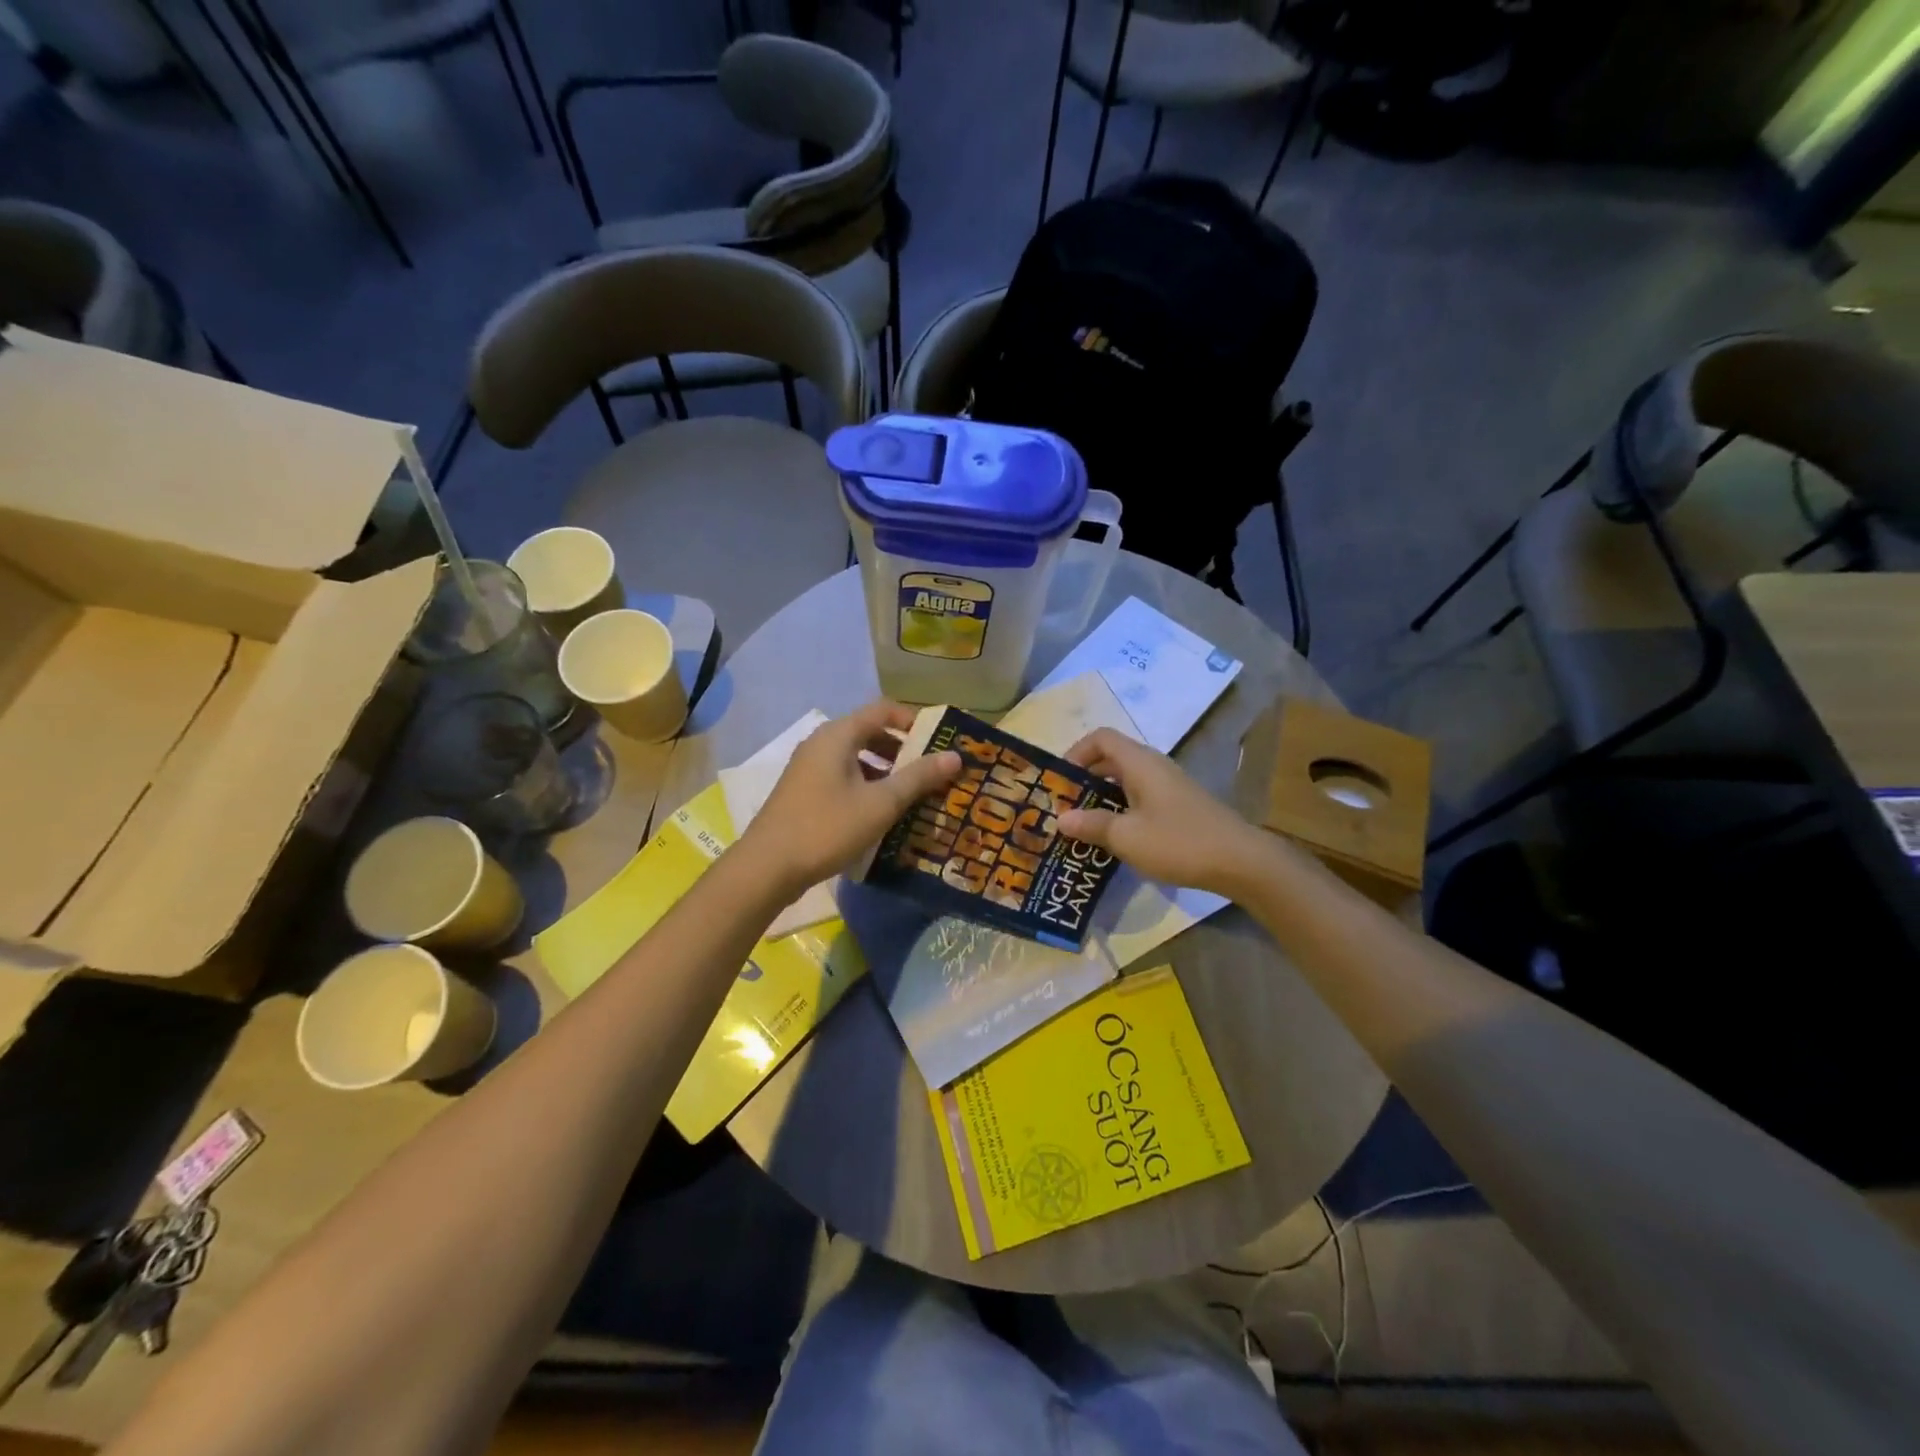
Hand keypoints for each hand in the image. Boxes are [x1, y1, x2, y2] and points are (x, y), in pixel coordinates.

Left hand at [735, 700, 962, 898]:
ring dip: (886, 771)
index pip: (883, 710)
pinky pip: (843, 777)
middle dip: (903, 749)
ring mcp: (808, 768)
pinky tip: (881, 813)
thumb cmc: (827, 828)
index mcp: (838, 735)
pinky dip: (866, 786)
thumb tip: (955, 756)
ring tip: (912, 794)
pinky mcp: (803, 792)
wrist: (767, 868)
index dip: (914, 721)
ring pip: (856, 757)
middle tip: (931, 771)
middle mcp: (821, 743)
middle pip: (869, 732)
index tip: (939, 743)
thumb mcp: (880, 803)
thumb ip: (918, 777)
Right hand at [1057, 729, 1271, 898]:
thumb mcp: (1127, 837)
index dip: (1076, 752)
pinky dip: (1121, 809)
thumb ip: (1091, 825)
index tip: (1059, 781)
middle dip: (1084, 779)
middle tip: (1063, 805)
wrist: (1241, 862)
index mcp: (1140, 763)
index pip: (1101, 738)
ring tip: (1082, 824)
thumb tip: (1060, 819)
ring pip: (1126, 781)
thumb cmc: (1178, 842)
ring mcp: (1169, 787)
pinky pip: (1140, 798)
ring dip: (1102, 797)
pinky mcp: (1179, 807)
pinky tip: (1115, 838)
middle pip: (1111, 759)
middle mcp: (1154, 767)